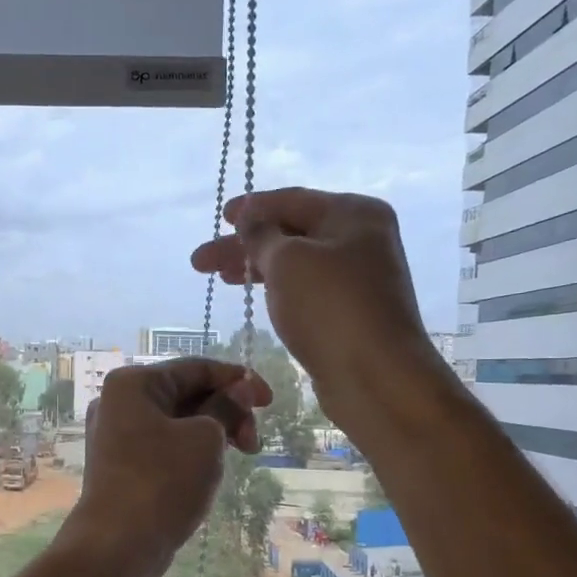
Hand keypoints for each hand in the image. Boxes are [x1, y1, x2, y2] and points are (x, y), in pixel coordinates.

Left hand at [59, 357, 270, 576]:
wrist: (117, 545)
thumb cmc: (163, 482)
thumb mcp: (205, 439)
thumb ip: (226, 407)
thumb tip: (241, 388)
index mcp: (133, 384)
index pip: (196, 368)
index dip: (238, 380)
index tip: (269, 402)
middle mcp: (118, 403)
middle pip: (185, 393)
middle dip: (226, 411)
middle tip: (252, 443)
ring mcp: (116, 435)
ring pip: (177, 421)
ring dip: (213, 433)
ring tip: (238, 457)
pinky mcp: (121, 465)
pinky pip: (164, 445)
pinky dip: (191, 450)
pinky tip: (210, 469)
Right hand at [190, 188, 438, 428]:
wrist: (375, 376)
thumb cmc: (330, 307)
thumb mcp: (287, 261)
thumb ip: (262, 236)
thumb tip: (250, 219)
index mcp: (354, 213)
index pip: (293, 200)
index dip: (253, 207)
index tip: (221, 217)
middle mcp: (361, 239)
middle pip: (292, 233)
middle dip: (245, 245)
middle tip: (201, 261)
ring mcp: (358, 278)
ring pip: (296, 264)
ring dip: (256, 268)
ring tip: (219, 278)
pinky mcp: (350, 312)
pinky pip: (305, 290)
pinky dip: (277, 289)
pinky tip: (256, 297)